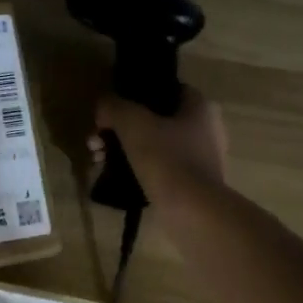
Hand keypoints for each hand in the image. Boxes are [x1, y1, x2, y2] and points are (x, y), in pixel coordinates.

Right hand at [90, 88, 227, 201]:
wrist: (192, 212)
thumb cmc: (167, 158)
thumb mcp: (133, 123)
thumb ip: (114, 107)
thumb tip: (103, 106)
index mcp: (200, 107)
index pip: (166, 90)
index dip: (136, 95)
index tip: (112, 109)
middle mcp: (206, 129)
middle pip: (155, 120)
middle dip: (120, 129)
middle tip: (96, 141)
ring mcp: (201, 160)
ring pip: (155, 146)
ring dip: (124, 150)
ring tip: (98, 161)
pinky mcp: (193, 185)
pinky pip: (160, 169)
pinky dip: (138, 170)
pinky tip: (114, 178)